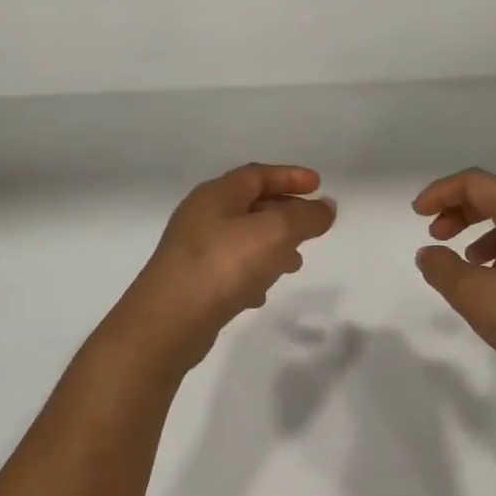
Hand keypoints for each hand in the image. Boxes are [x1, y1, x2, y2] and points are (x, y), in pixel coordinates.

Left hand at [115, 164, 336, 371]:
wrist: (169, 321)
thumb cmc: (223, 264)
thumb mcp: (274, 233)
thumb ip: (305, 217)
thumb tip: (326, 207)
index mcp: (217, 195)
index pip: (258, 175)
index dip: (290, 177)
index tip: (319, 185)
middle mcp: (202, 217)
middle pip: (250, 205)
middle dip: (285, 213)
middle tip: (312, 226)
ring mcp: (194, 251)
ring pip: (242, 239)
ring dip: (271, 246)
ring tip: (295, 263)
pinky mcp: (192, 283)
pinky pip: (229, 269)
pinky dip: (252, 274)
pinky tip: (262, 293)